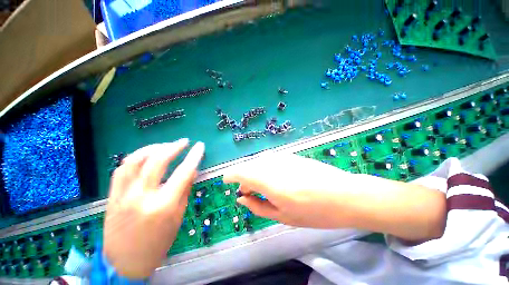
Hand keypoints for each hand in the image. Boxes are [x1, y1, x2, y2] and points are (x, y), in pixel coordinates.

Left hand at [104, 139, 204, 278]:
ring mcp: (123, 195)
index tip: (200, 146)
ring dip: (153, 148)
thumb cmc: (158, 243)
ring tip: (165, 145)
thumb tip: (192, 170)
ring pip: (135, 160)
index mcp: (163, 205)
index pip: (183, 172)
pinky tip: (145, 155)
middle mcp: (142, 196)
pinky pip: (121, 169)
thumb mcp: (178, 217)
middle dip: (173, 147)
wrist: (125, 263)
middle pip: (157, 161)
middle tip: (184, 141)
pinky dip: (135, 158)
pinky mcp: (112, 196)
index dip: (194, 156)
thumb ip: (185, 190)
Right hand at [223, 153, 356, 227]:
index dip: (230, 175)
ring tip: (261, 187)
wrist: (344, 194)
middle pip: (248, 166)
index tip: (226, 181)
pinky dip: (265, 169)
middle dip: (243, 178)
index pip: (239, 171)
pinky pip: (270, 160)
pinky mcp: (290, 155)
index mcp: (267, 180)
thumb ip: (258, 206)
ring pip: (258, 162)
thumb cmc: (314, 212)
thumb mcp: (282, 216)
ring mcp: (282, 157)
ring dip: (254, 173)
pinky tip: (274, 178)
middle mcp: (272, 164)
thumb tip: (242, 198)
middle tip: (247, 192)